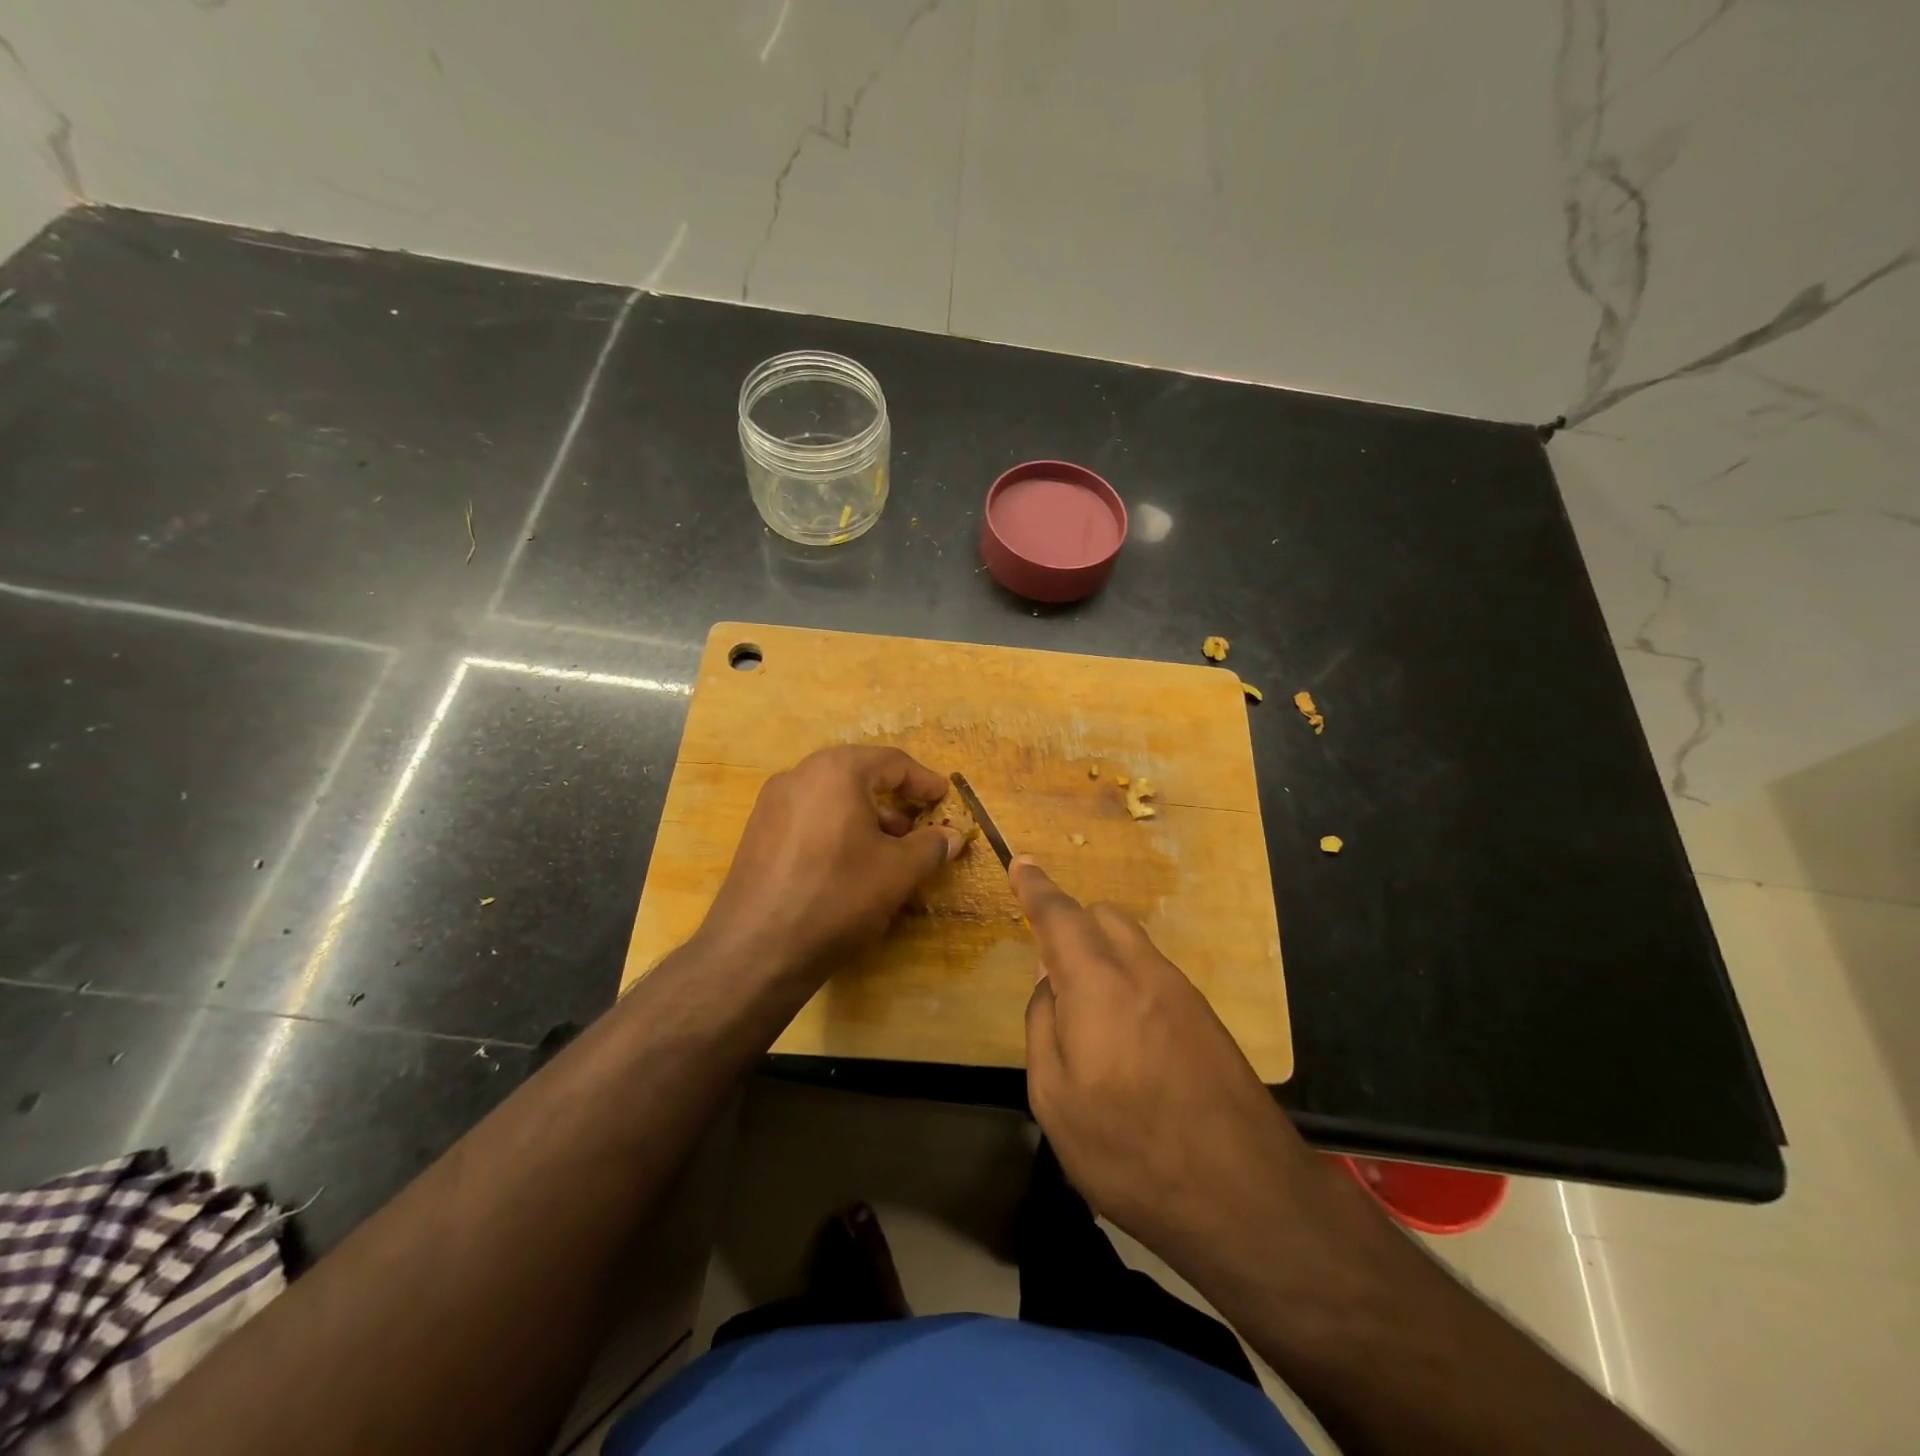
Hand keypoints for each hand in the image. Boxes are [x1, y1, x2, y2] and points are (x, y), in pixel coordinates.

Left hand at [698, 746, 963, 984]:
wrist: (756, 949)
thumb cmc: (837, 896)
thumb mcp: (897, 872)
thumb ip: (930, 847)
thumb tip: (952, 836)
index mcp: (835, 771)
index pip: (891, 762)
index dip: (923, 781)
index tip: (944, 798)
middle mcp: (798, 776)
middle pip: (858, 775)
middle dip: (893, 799)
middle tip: (918, 826)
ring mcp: (771, 805)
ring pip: (831, 798)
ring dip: (865, 816)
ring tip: (888, 850)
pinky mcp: (757, 834)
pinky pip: (808, 818)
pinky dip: (836, 830)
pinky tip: (849, 865)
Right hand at [1015, 857, 1317, 1274]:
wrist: (1247, 1196)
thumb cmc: (1131, 1152)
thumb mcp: (1055, 1100)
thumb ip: (1042, 1027)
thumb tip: (1050, 986)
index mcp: (1098, 984)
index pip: (1060, 916)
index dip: (1036, 887)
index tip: (1021, 863)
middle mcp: (1143, 972)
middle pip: (1104, 917)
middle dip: (1073, 925)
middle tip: (1052, 971)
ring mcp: (1182, 993)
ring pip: (1133, 944)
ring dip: (1103, 956)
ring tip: (1089, 1018)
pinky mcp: (1206, 1019)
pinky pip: (1154, 974)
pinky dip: (1129, 982)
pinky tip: (1128, 1042)